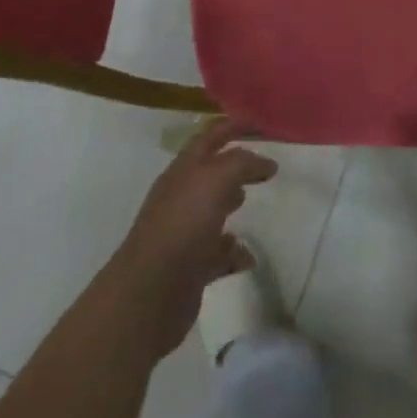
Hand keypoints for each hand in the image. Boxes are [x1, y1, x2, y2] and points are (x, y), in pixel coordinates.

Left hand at [102, 118, 277, 359]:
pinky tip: (247, 256)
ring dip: (232, 203)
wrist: (151, 292)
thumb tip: (264, 163)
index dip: (233, 126)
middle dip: (237, 165)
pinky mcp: (190, 265)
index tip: (260, 125)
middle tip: (265, 167)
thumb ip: (242, 163)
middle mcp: (182, 195)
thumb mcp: (216, 180)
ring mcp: (184, 231)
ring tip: (253, 202)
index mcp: (184, 169)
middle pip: (213, 171)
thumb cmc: (183, 225)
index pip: (210, 136)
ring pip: (213, 210)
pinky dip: (233, 251)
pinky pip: (217, 252)